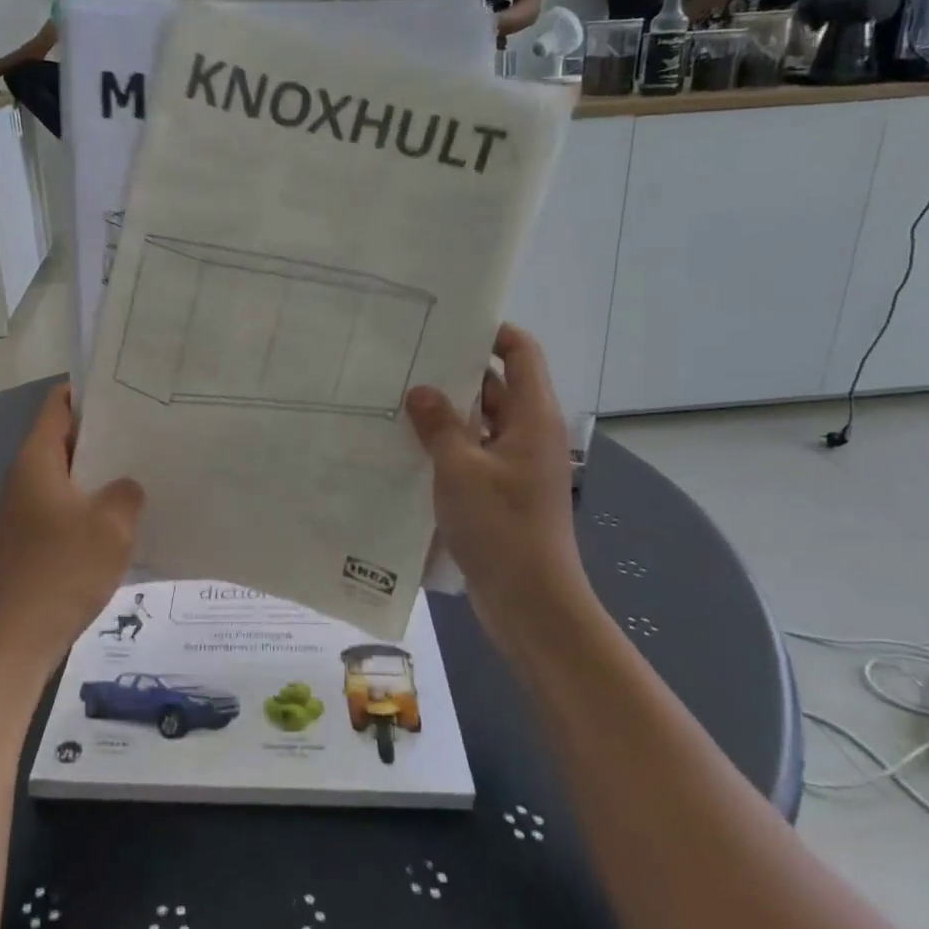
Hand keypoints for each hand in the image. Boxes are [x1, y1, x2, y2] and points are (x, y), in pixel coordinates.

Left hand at [0, 386, 143, 671]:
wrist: (12, 643)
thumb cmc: (61, 572)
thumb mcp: (111, 526)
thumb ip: (127, 493)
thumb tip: (126, 487)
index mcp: (35, 461)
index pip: (57, 405)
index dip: (89, 393)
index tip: (128, 393)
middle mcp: (22, 479)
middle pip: (62, 440)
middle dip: (102, 435)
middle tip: (147, 434)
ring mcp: (20, 513)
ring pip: (64, 478)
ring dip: (98, 475)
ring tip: (141, 473)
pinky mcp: (26, 543)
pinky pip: (60, 509)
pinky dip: (87, 507)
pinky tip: (119, 522)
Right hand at [405, 326, 586, 648]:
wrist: (531, 602)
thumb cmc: (502, 526)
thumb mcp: (461, 469)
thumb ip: (439, 425)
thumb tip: (421, 391)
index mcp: (532, 417)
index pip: (521, 353)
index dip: (492, 333)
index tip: (448, 326)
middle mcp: (528, 434)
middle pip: (495, 387)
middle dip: (455, 374)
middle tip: (405, 361)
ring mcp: (515, 466)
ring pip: (480, 424)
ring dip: (446, 415)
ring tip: (396, 399)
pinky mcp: (500, 493)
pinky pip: (472, 455)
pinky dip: (446, 448)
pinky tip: (406, 448)